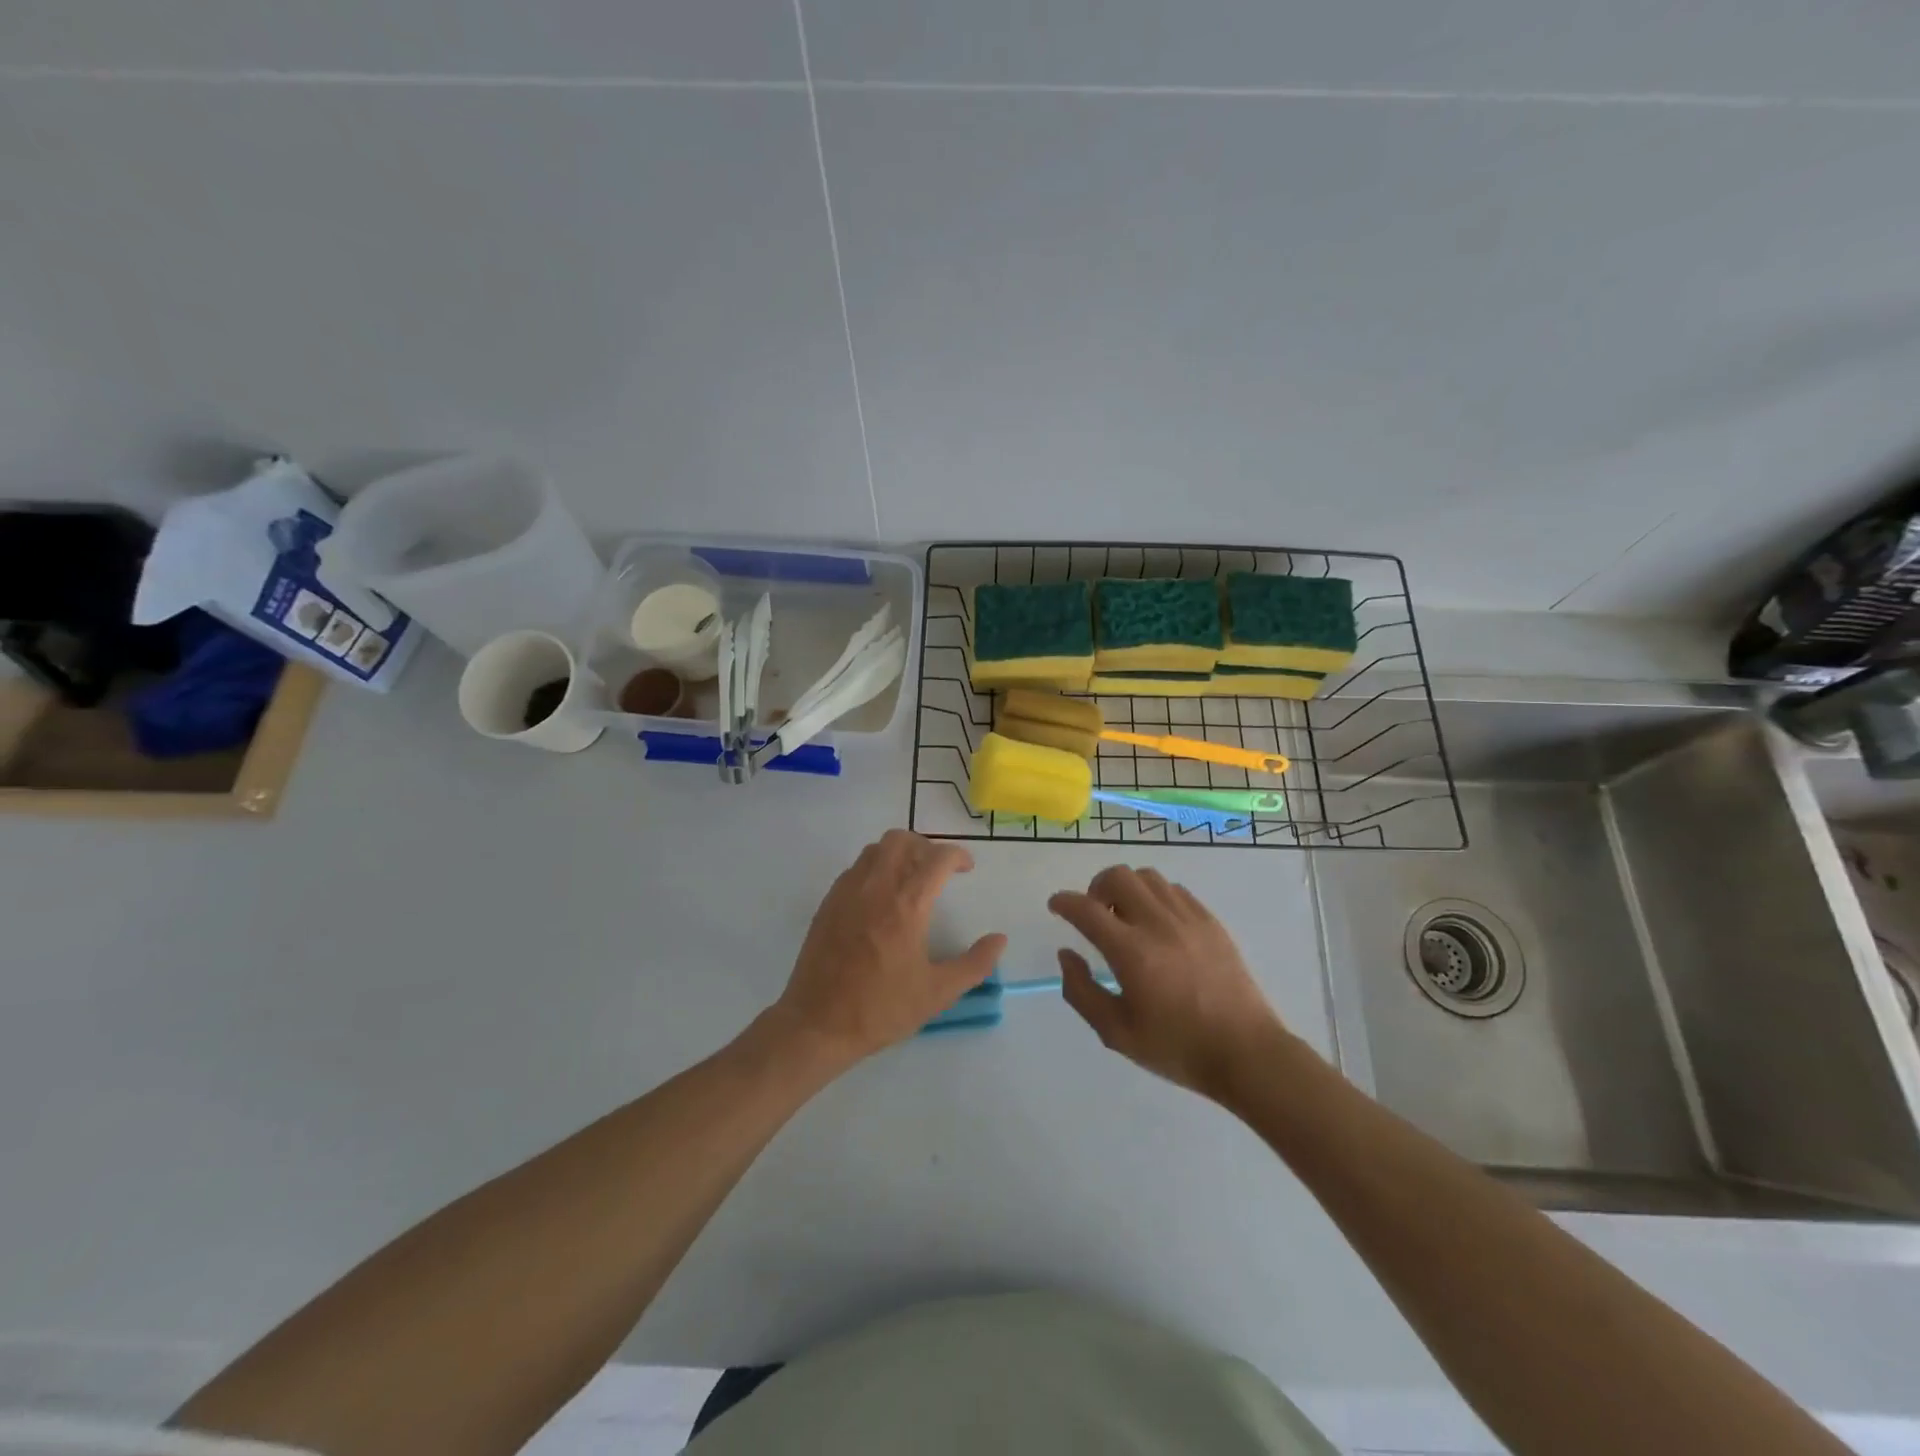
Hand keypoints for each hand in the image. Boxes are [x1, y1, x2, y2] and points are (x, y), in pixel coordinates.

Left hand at [772, 830, 1006, 1068]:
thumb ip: (974, 964)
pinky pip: (855, 868)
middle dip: (926, 846)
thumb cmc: (881, 1009)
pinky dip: (874, 868)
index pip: (937, 858)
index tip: (967, 868)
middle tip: (938, 870)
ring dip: (898, 853)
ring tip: (910, 879)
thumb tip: (999, 939)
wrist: (818, 1024)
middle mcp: (876, 887)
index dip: (957, 856)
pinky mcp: (828, 902)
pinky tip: (880, 898)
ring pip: (875, 849)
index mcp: (907, 905)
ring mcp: (847, 892)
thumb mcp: (938, 993)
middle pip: (902, 840)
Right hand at [1049, 865, 1283, 1100]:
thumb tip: (1066, 954)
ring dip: (1127, 888)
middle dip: (1095, 887)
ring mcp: (1189, 919)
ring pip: (1147, 877)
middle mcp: (1158, 924)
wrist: (1246, 1053)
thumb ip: (1082, 991)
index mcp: (1131, 952)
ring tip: (1126, 916)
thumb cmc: (1177, 1048)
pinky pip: (1175, 890)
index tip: (1056, 905)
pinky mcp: (1211, 922)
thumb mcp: (1116, 1033)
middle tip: (1095, 913)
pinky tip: (1158, 922)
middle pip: (1118, 877)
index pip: (1086, 909)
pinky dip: (1156, 896)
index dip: (1064, 902)